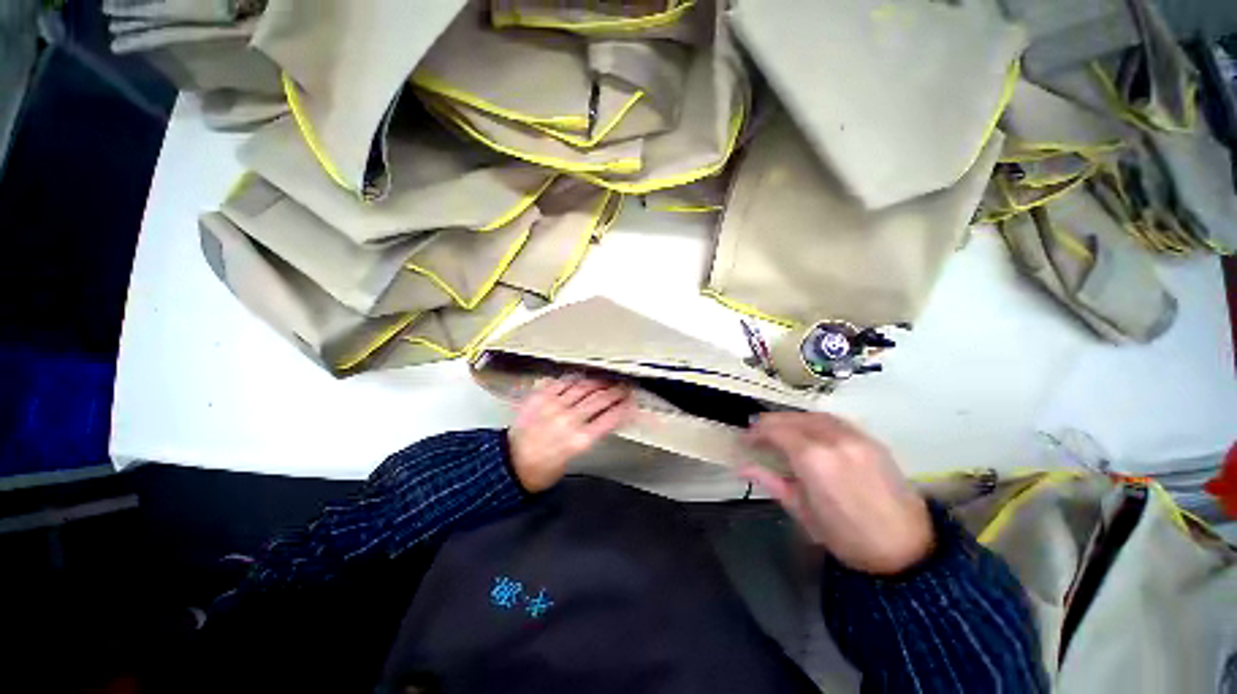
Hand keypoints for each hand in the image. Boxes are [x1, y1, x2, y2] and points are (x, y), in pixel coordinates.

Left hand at [508, 377, 635, 492]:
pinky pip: (563, 382)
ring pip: (584, 387)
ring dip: (599, 382)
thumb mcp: (574, 457)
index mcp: (580, 440)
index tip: (632, 402)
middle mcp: (569, 420)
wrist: (510, 464)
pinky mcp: (540, 397)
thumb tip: (604, 419)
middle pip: (600, 399)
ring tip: (608, 379)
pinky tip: (584, 376)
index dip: (625, 407)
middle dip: (616, 391)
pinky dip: (576, 378)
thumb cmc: (543, 468)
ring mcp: (554, 406)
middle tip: (625, 386)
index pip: (611, 418)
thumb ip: (590, 435)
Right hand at [740, 413, 932, 574]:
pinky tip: (809, 433)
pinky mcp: (871, 440)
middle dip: (770, 422)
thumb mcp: (802, 512)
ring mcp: (855, 437)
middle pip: (793, 418)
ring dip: (792, 419)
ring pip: (814, 415)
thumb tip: (742, 467)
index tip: (746, 440)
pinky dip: (814, 422)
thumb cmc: (847, 538)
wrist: (907, 550)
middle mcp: (833, 439)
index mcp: (813, 459)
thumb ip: (771, 481)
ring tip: (780, 430)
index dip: (756, 433)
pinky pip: (835, 421)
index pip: (776, 431)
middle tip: (757, 433)